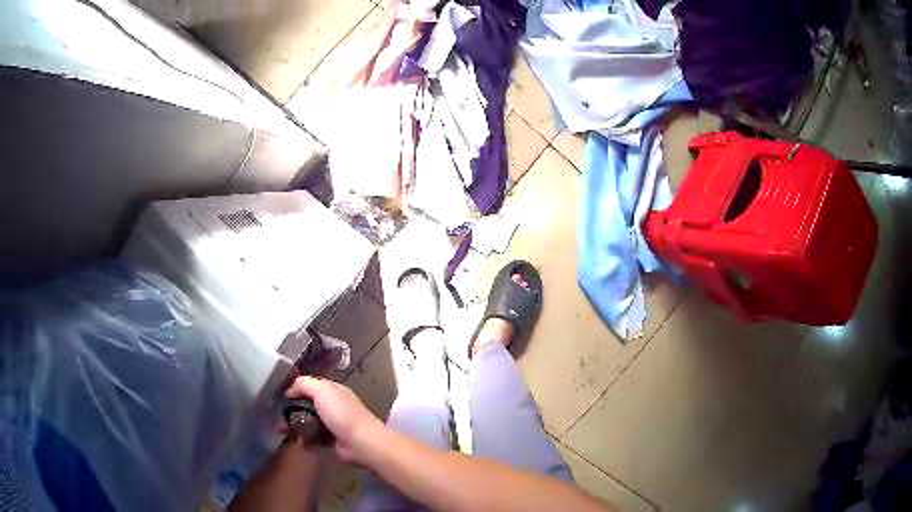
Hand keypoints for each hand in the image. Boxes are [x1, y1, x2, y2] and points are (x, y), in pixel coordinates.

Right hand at [286, 376, 384, 463]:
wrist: (361, 443)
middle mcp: (333, 405)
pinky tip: (299, 442)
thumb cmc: (342, 413)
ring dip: (296, 427)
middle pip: (306, 405)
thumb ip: (304, 384)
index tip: (279, 399)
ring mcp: (333, 424)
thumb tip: (289, 391)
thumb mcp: (322, 390)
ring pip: (308, 422)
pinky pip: (314, 438)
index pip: (309, 386)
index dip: (294, 391)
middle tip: (278, 420)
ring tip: (283, 432)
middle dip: (291, 412)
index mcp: (333, 390)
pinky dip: (306, 440)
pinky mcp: (332, 441)